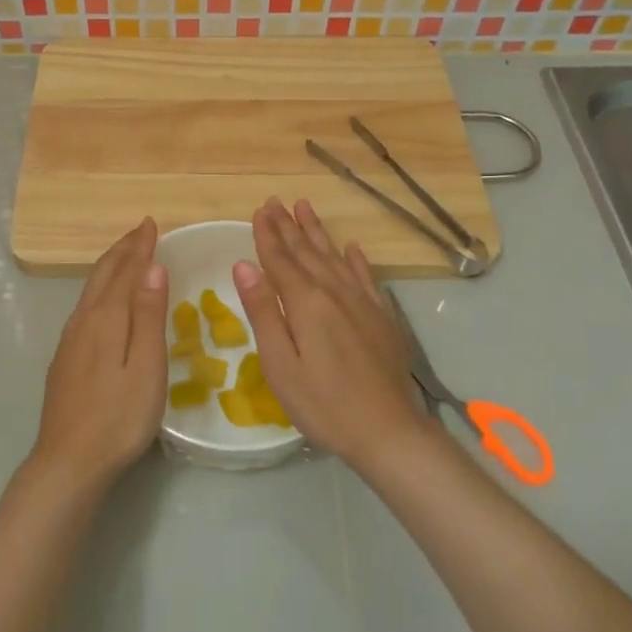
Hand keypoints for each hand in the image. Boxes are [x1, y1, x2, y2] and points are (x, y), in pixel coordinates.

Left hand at [34, 218, 169, 490]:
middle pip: (103, 274)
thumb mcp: (146, 367)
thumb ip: (148, 315)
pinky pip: (85, 306)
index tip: (151, 223)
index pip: (126, 271)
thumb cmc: (119, 418)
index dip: (140, 247)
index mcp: (106, 319)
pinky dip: (100, 288)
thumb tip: (152, 266)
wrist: (68, 461)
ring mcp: (70, 340)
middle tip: (140, 230)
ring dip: (110, 266)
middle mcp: (84, 321)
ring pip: (90, 289)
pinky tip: (103, 299)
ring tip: (125, 255)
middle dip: (122, 249)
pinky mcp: (65, 358)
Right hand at [233, 199, 425, 470]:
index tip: (259, 209)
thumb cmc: (323, 404)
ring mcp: (362, 303)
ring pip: (334, 257)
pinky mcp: (381, 317)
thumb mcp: (281, 364)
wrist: (388, 431)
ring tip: (305, 208)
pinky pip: (366, 276)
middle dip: (288, 226)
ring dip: (317, 232)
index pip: (280, 259)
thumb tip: (244, 266)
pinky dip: (356, 259)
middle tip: (275, 201)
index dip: (267, 234)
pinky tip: (351, 247)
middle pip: (306, 252)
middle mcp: (335, 292)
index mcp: (306, 302)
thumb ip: (263, 312)